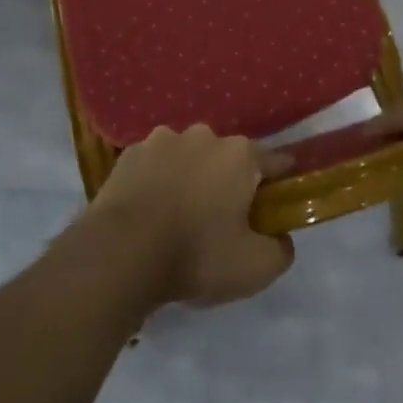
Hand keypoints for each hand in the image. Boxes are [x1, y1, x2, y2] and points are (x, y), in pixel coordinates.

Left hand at [84, 126, 294, 307]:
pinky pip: (155, 165)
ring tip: (180, 217)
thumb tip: (280, 237)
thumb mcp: (255, 268)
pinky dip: (158, 181)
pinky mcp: (131, 153)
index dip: (280, 183)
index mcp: (239, 154)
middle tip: (223, 221)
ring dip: (190, 178)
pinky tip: (150, 211)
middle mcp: (204, 135)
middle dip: (229, 182)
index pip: (274, 161)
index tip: (277, 204)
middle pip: (228, 158)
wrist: (122, 251)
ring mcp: (163, 139)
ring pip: (188, 157)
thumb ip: (280, 250)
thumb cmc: (196, 254)